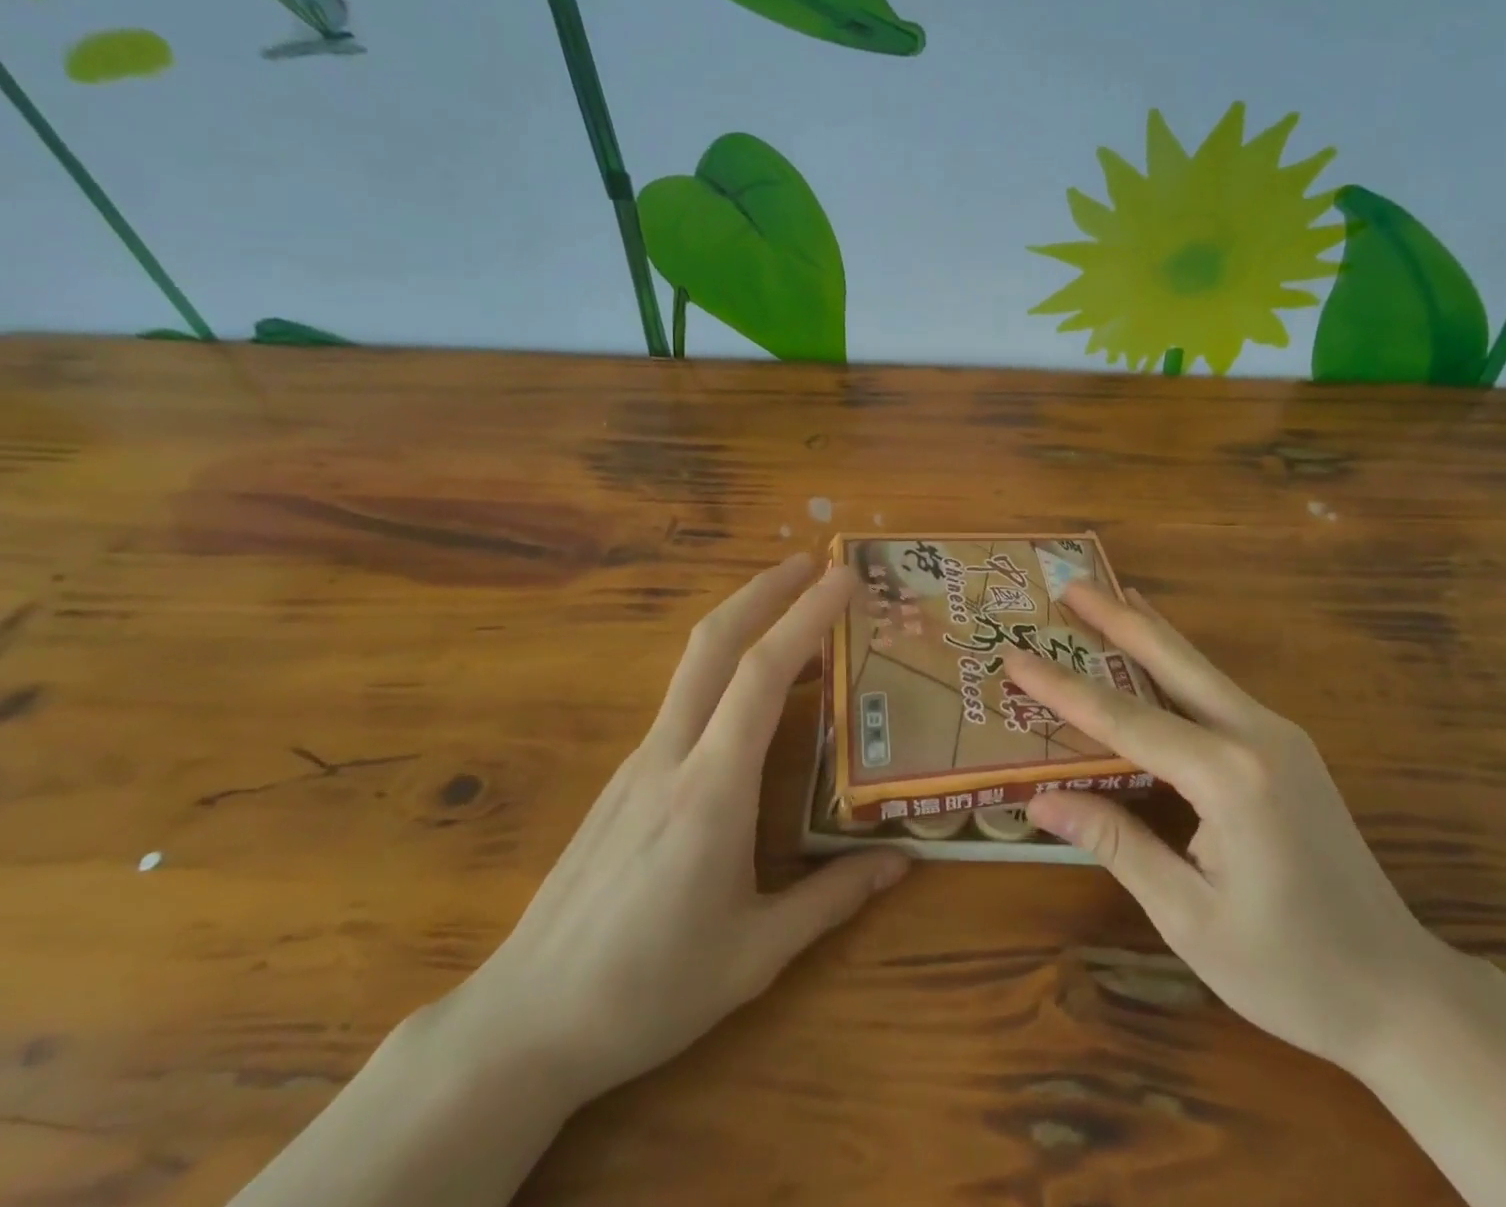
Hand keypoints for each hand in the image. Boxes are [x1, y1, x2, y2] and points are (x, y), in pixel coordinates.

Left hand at [442, 556, 908, 1109]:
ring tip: (796, 616)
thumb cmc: (648, 991)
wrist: (523, 1023)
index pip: (762, 675)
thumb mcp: (755, 955)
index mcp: (711, 790)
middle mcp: (671, 755)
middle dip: (764, 590)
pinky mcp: (624, 778)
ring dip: (744, 622)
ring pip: (693, 666)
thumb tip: (901, 861)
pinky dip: (726, 671)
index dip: (805, 616)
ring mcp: (639, 762)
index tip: (842, 577)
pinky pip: (684, 702)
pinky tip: (753, 698)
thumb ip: (832, 899)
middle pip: (712, 643)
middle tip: (814, 563)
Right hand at [1009, 584, 1449, 1072]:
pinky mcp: (1287, 748)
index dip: (1062, 688)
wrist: (1401, 992)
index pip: (1124, 719)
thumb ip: (1115, 842)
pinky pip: (1218, 691)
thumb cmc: (1289, 968)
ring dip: (1149, 631)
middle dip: (1117, 619)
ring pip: (1199, 668)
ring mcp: (1280, 736)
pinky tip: (1159, 653)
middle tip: (1070, 584)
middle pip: (1172, 661)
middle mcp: (1256, 737)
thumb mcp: (1188, 915)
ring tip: (1107, 597)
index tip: (1015, 654)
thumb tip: (1040, 800)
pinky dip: (1177, 663)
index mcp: (1229, 777)